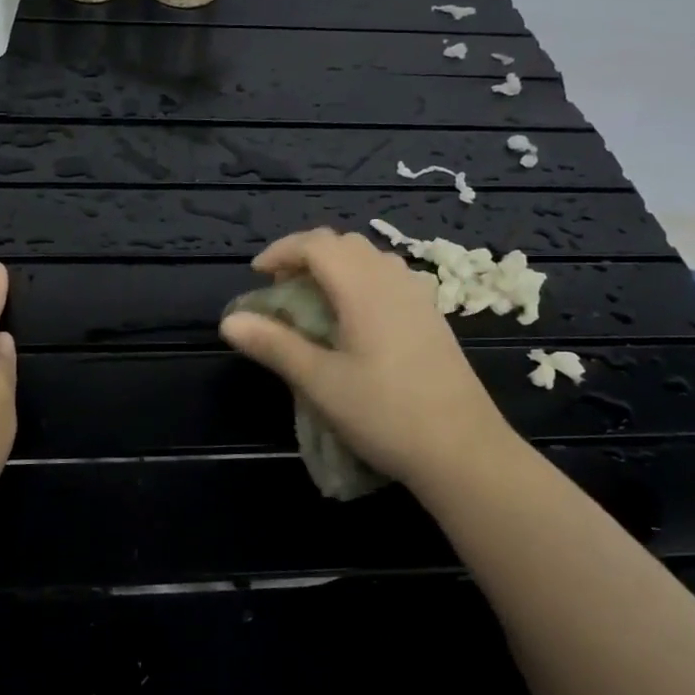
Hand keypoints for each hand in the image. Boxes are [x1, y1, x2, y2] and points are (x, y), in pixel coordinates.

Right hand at [219, 228, 518, 493]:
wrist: (464, 451)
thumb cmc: (385, 414)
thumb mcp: (320, 382)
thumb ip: (274, 345)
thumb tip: (230, 321)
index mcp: (364, 288)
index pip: (317, 244)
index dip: (282, 251)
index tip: (256, 275)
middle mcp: (394, 281)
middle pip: (345, 244)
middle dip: (307, 256)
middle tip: (281, 288)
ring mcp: (419, 298)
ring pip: (371, 259)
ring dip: (336, 267)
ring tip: (314, 301)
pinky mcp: (433, 318)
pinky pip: (390, 279)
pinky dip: (361, 282)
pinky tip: (354, 320)